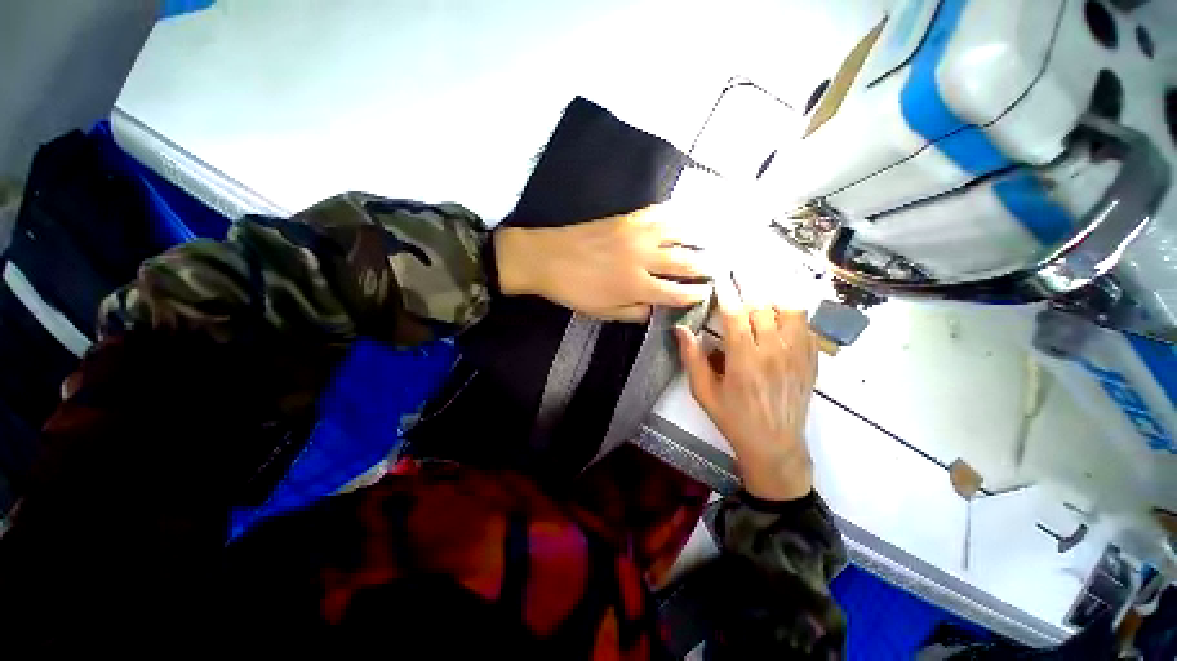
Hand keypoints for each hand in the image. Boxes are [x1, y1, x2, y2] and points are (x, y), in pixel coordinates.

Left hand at [494, 207, 710, 321]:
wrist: (547, 258)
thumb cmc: (575, 290)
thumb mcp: (604, 312)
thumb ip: (635, 312)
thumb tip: (657, 308)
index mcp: (636, 286)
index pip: (676, 292)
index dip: (695, 294)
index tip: (707, 293)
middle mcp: (643, 258)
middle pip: (685, 261)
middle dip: (706, 266)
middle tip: (719, 268)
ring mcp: (637, 234)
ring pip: (679, 232)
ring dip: (699, 237)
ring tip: (712, 241)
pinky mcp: (627, 218)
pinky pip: (659, 212)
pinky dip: (676, 215)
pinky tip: (684, 217)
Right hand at [675, 273, 817, 500]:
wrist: (775, 446)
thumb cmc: (733, 419)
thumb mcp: (703, 392)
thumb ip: (692, 358)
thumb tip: (681, 329)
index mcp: (745, 360)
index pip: (735, 315)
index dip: (726, 292)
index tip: (720, 274)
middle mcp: (774, 352)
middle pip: (763, 306)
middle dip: (749, 283)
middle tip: (740, 267)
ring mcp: (798, 355)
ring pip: (790, 310)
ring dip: (773, 294)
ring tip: (762, 284)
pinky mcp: (812, 361)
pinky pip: (807, 326)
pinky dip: (794, 312)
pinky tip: (782, 308)